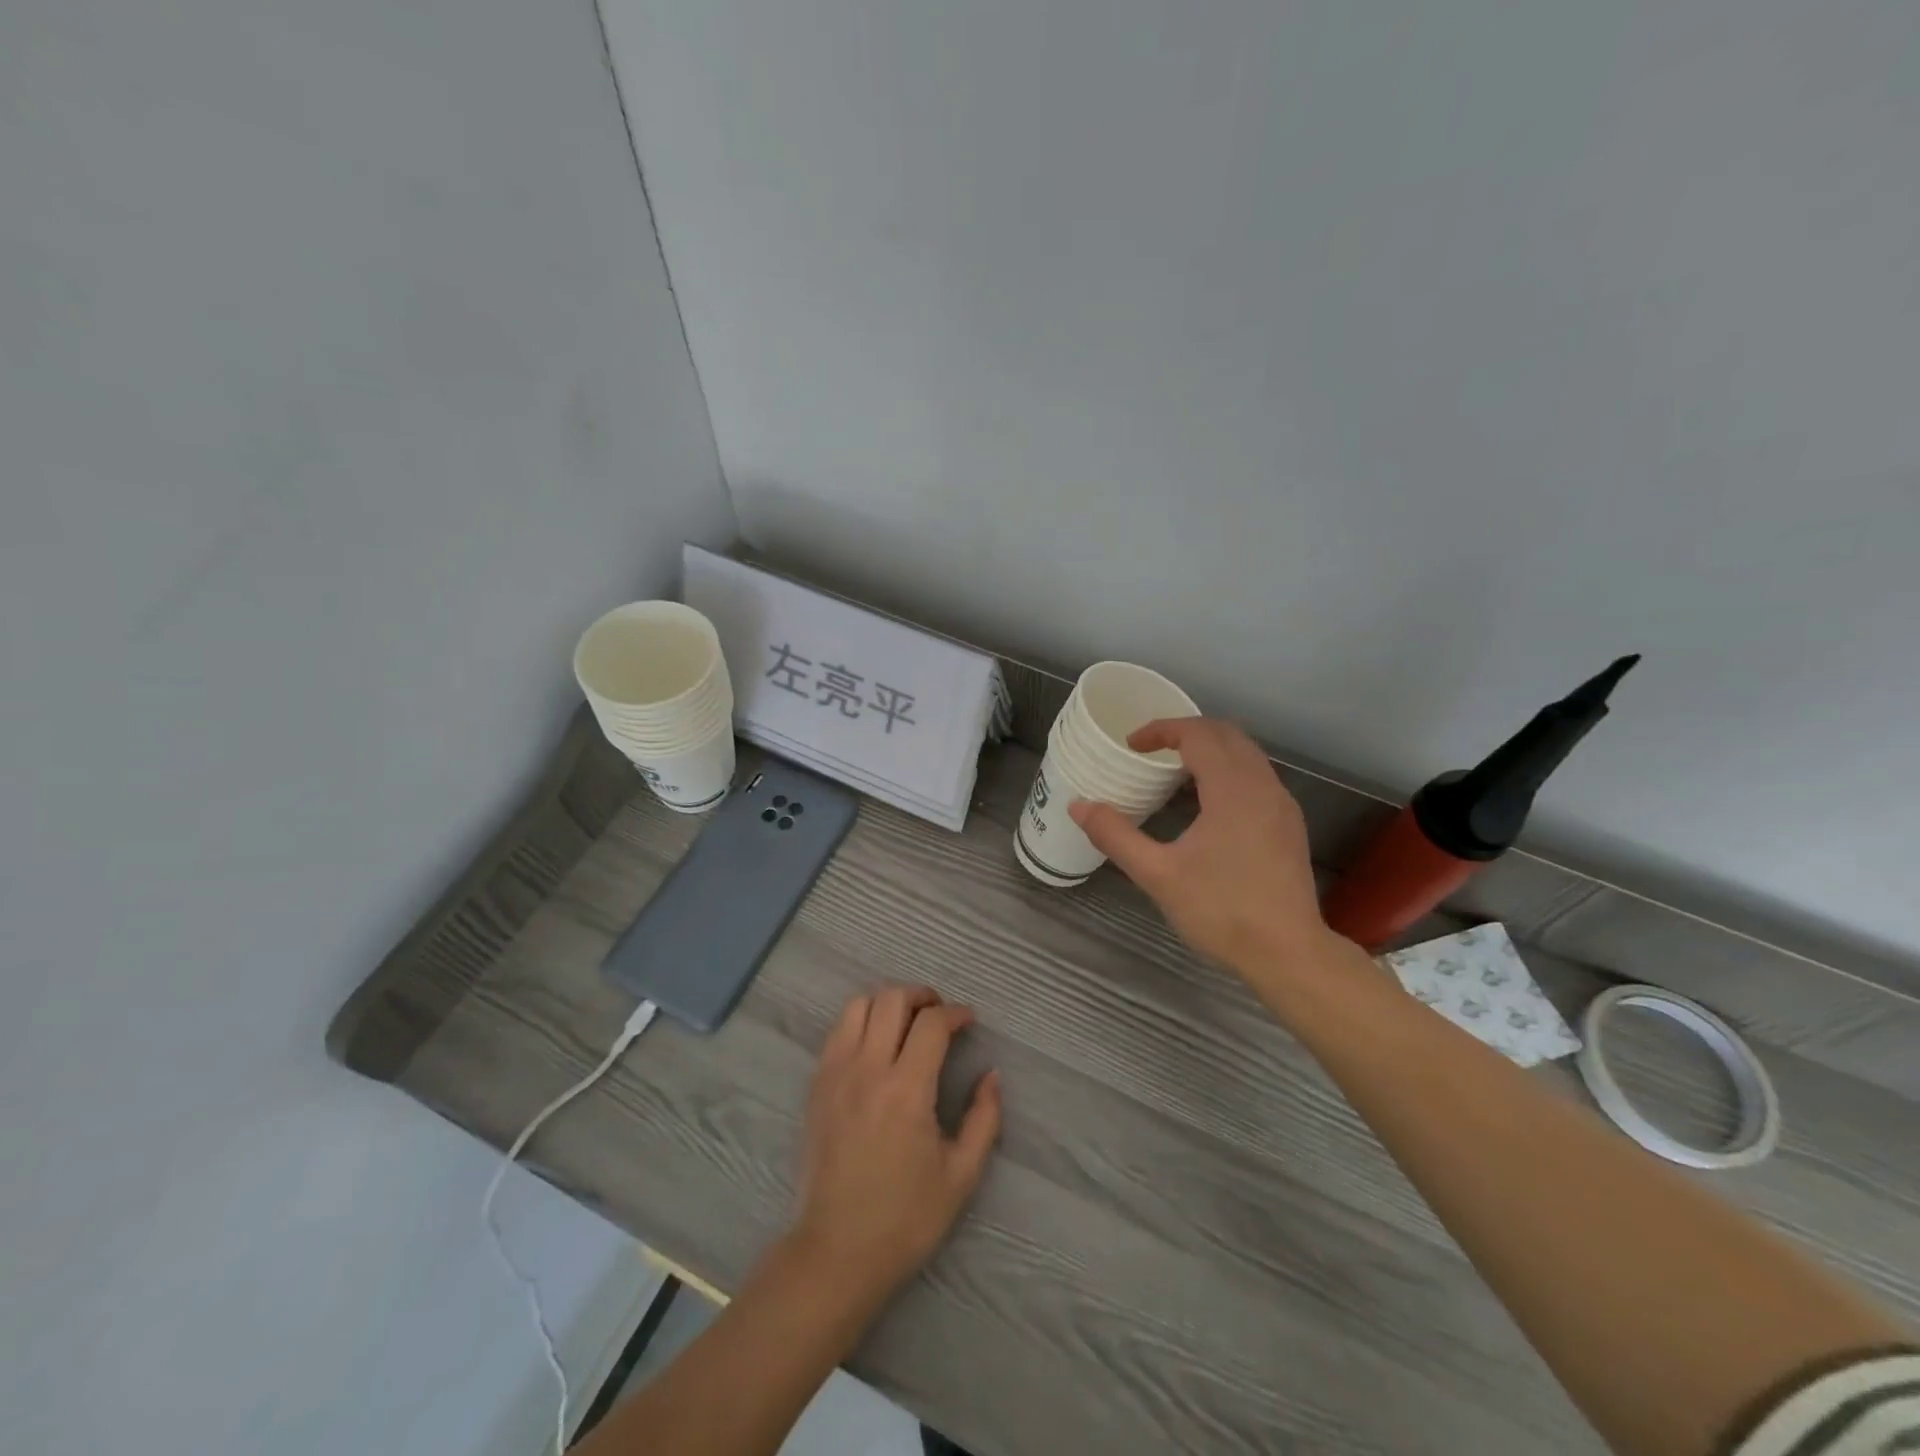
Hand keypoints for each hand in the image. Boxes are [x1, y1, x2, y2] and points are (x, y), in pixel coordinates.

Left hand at [787, 986, 1001, 1310]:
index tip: (969, 1020)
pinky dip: (860, 1021)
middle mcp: (868, 1070)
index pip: (931, 1023)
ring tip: (905, 1021)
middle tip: (938, 1014)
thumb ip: (984, 1119)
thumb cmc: (905, 1219)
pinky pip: (837, 1031)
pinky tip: (875, 1044)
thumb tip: (992, 1075)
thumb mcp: (961, 1176)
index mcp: (906, 1090)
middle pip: (891, 999)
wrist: (835, 1253)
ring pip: (858, 1005)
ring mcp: (835, 1074)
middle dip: (921, 995)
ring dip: (886, 1002)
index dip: (955, 1012)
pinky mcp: (816, 1086)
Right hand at [1070, 717, 1336, 980]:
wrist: (1288, 954)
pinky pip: (1256, 777)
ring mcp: (1282, 805)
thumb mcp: (1158, 875)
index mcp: (1233, 789)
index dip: (1162, 730)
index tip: (1131, 744)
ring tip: (1173, 774)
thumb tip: (1078, 806)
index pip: (1198, 734)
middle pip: (1227, 734)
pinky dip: (1227, 771)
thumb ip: (1115, 836)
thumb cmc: (1222, 911)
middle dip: (1186, 732)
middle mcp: (1263, 786)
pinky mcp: (1288, 825)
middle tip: (1151, 750)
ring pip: (1246, 754)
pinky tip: (1206, 805)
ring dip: (1209, 750)